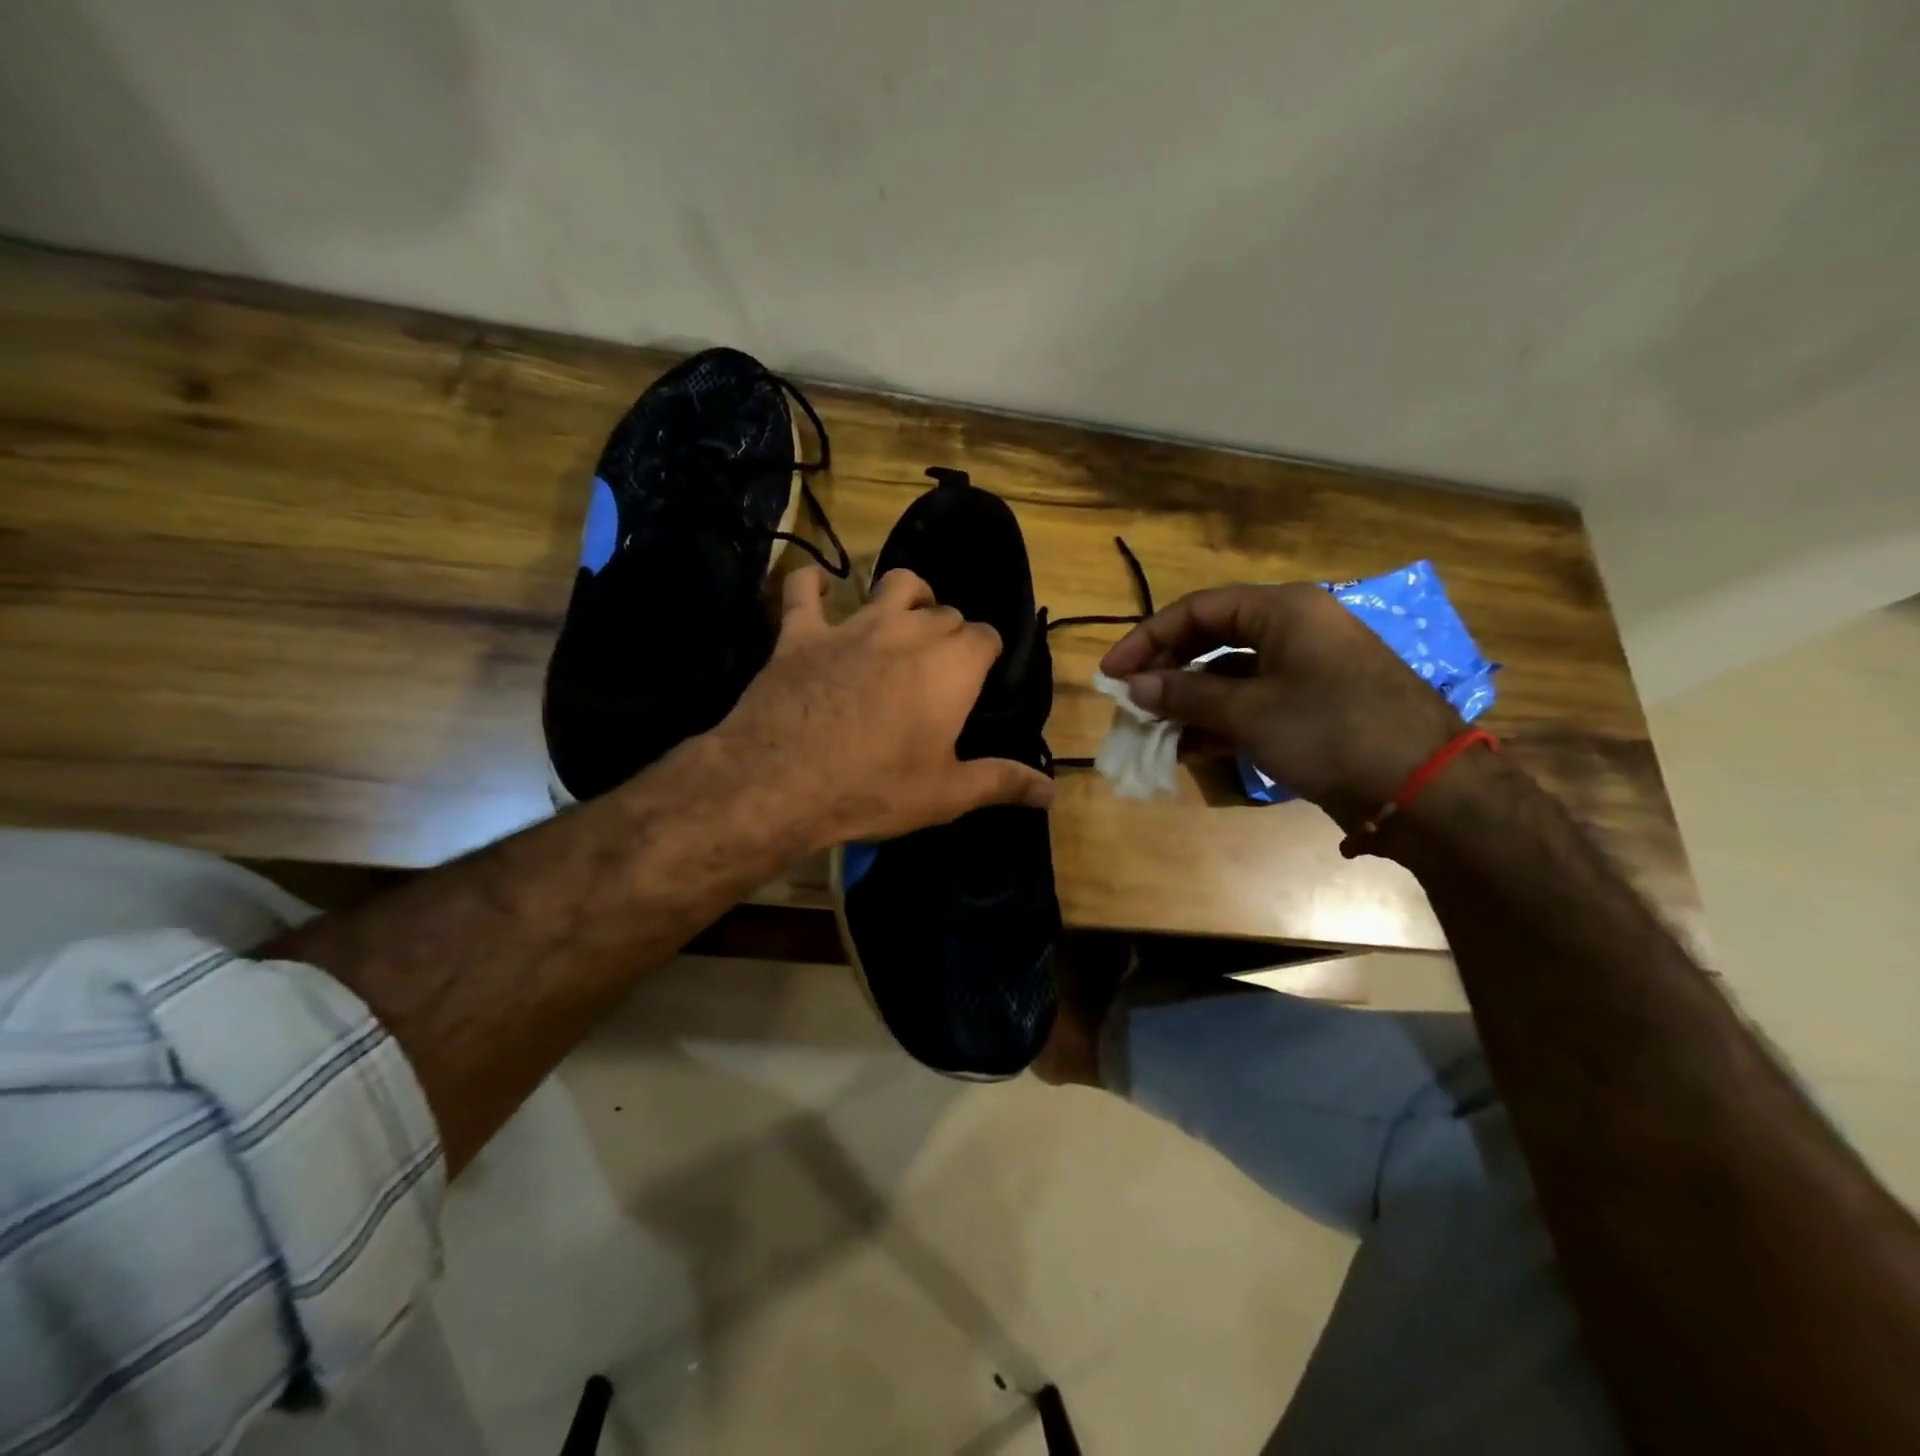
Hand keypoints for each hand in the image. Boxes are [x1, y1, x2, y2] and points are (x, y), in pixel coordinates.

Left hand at [712, 566, 1055, 847]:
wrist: (781, 781)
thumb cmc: (875, 788)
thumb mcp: (947, 795)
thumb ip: (1002, 783)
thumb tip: (1053, 792)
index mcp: (952, 665)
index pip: (986, 636)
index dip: (986, 655)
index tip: (979, 680)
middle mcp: (909, 630)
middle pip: (945, 612)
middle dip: (951, 633)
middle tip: (941, 670)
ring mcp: (853, 625)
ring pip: (892, 583)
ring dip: (906, 594)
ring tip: (904, 617)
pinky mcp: (802, 633)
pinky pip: (804, 591)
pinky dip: (812, 584)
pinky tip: (816, 587)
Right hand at [1101, 583, 1463, 827]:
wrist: (1425, 789)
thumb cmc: (1331, 732)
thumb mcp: (1249, 712)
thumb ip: (1185, 694)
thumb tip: (1132, 685)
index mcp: (1283, 610)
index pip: (1197, 610)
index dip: (1147, 639)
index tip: (1111, 673)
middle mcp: (1294, 628)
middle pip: (1212, 639)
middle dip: (1167, 671)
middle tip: (1131, 702)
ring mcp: (1307, 667)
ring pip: (1230, 674)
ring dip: (1190, 701)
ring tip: (1154, 731)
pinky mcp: (1314, 703)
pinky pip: (1254, 700)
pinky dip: (1220, 721)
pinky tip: (1190, 749)